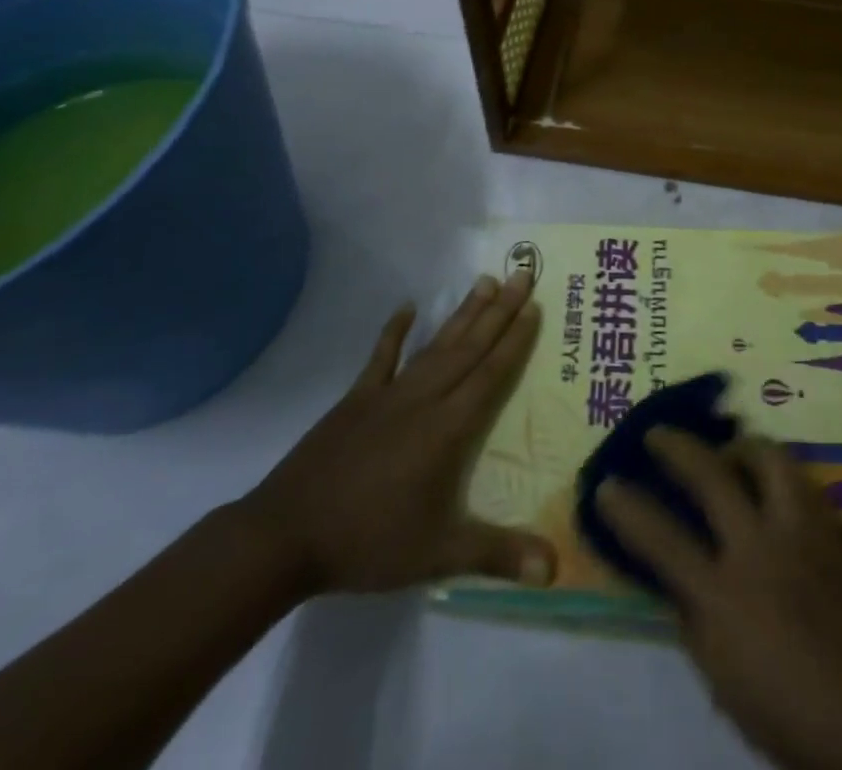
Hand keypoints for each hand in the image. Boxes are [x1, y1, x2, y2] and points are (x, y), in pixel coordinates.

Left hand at [240, 270, 555, 595]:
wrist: (286, 536)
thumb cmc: (368, 542)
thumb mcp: (438, 554)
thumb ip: (497, 555)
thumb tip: (555, 568)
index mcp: (447, 428)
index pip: (490, 374)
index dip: (514, 340)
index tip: (533, 306)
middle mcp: (424, 399)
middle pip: (469, 347)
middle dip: (499, 310)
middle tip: (521, 274)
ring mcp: (388, 395)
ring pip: (436, 345)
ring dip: (462, 313)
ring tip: (484, 281)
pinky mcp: (357, 399)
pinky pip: (381, 358)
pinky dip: (395, 332)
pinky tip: (408, 308)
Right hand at [596, 430, 841, 769]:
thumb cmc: (799, 717)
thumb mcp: (730, 690)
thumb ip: (701, 629)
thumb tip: (683, 587)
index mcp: (724, 596)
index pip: (662, 539)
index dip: (628, 508)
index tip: (607, 484)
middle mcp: (758, 547)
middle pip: (711, 474)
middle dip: (677, 446)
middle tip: (658, 431)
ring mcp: (800, 531)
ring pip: (768, 457)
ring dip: (741, 447)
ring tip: (730, 450)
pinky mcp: (833, 530)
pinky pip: (800, 482)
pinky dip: (779, 474)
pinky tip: (776, 484)